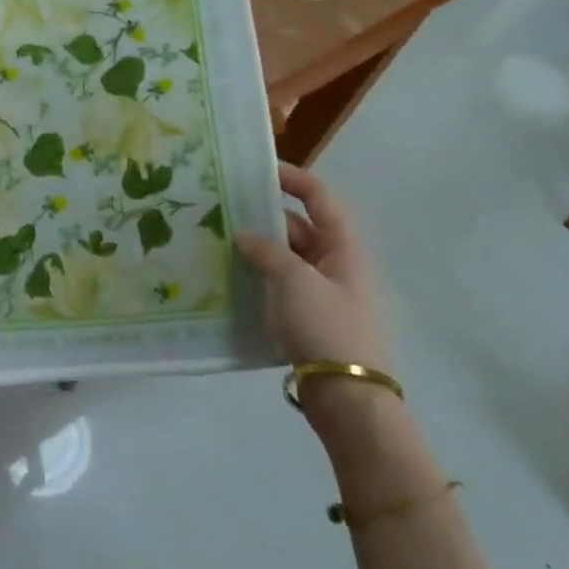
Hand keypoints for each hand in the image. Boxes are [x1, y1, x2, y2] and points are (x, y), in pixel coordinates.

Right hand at [237, 163, 395, 376]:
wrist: (349, 397)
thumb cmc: (327, 327)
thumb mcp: (295, 281)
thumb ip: (267, 252)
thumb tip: (244, 236)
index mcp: (344, 247)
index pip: (320, 198)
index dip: (293, 179)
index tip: (259, 170)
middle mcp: (337, 264)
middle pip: (300, 228)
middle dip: (265, 219)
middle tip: (224, 213)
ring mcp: (324, 293)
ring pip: (288, 259)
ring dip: (260, 250)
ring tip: (220, 244)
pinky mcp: (311, 319)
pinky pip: (283, 286)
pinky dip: (261, 278)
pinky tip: (233, 280)